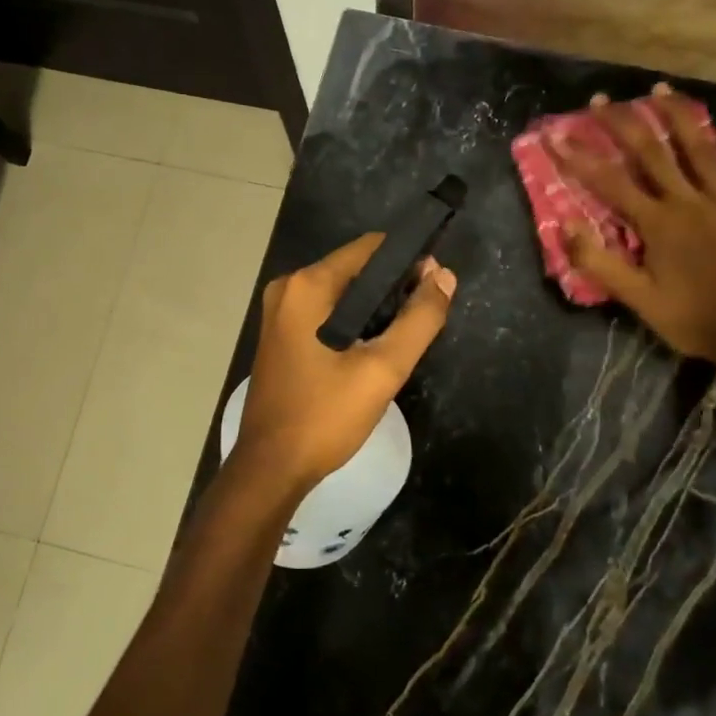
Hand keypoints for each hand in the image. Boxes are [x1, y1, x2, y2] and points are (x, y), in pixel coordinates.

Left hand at [234, 234, 457, 490]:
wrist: (271, 468)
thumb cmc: (325, 416)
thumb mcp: (382, 370)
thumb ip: (419, 320)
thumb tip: (444, 277)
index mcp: (308, 286)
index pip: (370, 248)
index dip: (408, 260)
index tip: (437, 283)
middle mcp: (288, 288)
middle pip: (355, 268)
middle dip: (394, 285)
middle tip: (426, 315)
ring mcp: (280, 312)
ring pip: (342, 292)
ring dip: (376, 306)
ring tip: (406, 333)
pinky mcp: (280, 335)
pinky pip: (326, 312)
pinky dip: (353, 320)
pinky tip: (374, 346)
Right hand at [556, 85, 715, 377]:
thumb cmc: (689, 319)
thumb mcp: (636, 298)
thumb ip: (599, 261)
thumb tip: (566, 224)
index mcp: (658, 223)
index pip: (609, 182)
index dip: (579, 157)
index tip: (556, 134)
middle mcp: (689, 202)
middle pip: (652, 152)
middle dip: (623, 123)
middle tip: (602, 99)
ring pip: (699, 149)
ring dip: (678, 116)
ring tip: (660, 90)